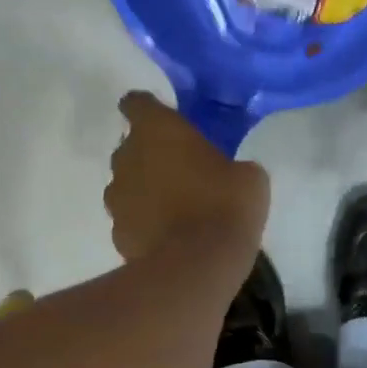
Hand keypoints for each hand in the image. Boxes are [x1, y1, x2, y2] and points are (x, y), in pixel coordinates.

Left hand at [105, 91, 269, 261]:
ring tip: (176, 206)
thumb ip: (230, 165)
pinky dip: (145, 222)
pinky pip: (131, 218)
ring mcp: (117, 197)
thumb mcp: (249, 176)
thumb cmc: (225, 205)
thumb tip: (230, 174)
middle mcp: (127, 157)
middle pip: (131, 146)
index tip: (165, 119)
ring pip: (128, 183)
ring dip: (146, 188)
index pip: (137, 103)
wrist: (197, 265)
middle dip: (151, 153)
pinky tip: (169, 235)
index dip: (148, 109)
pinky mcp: (117, 232)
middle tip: (182, 168)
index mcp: (158, 130)